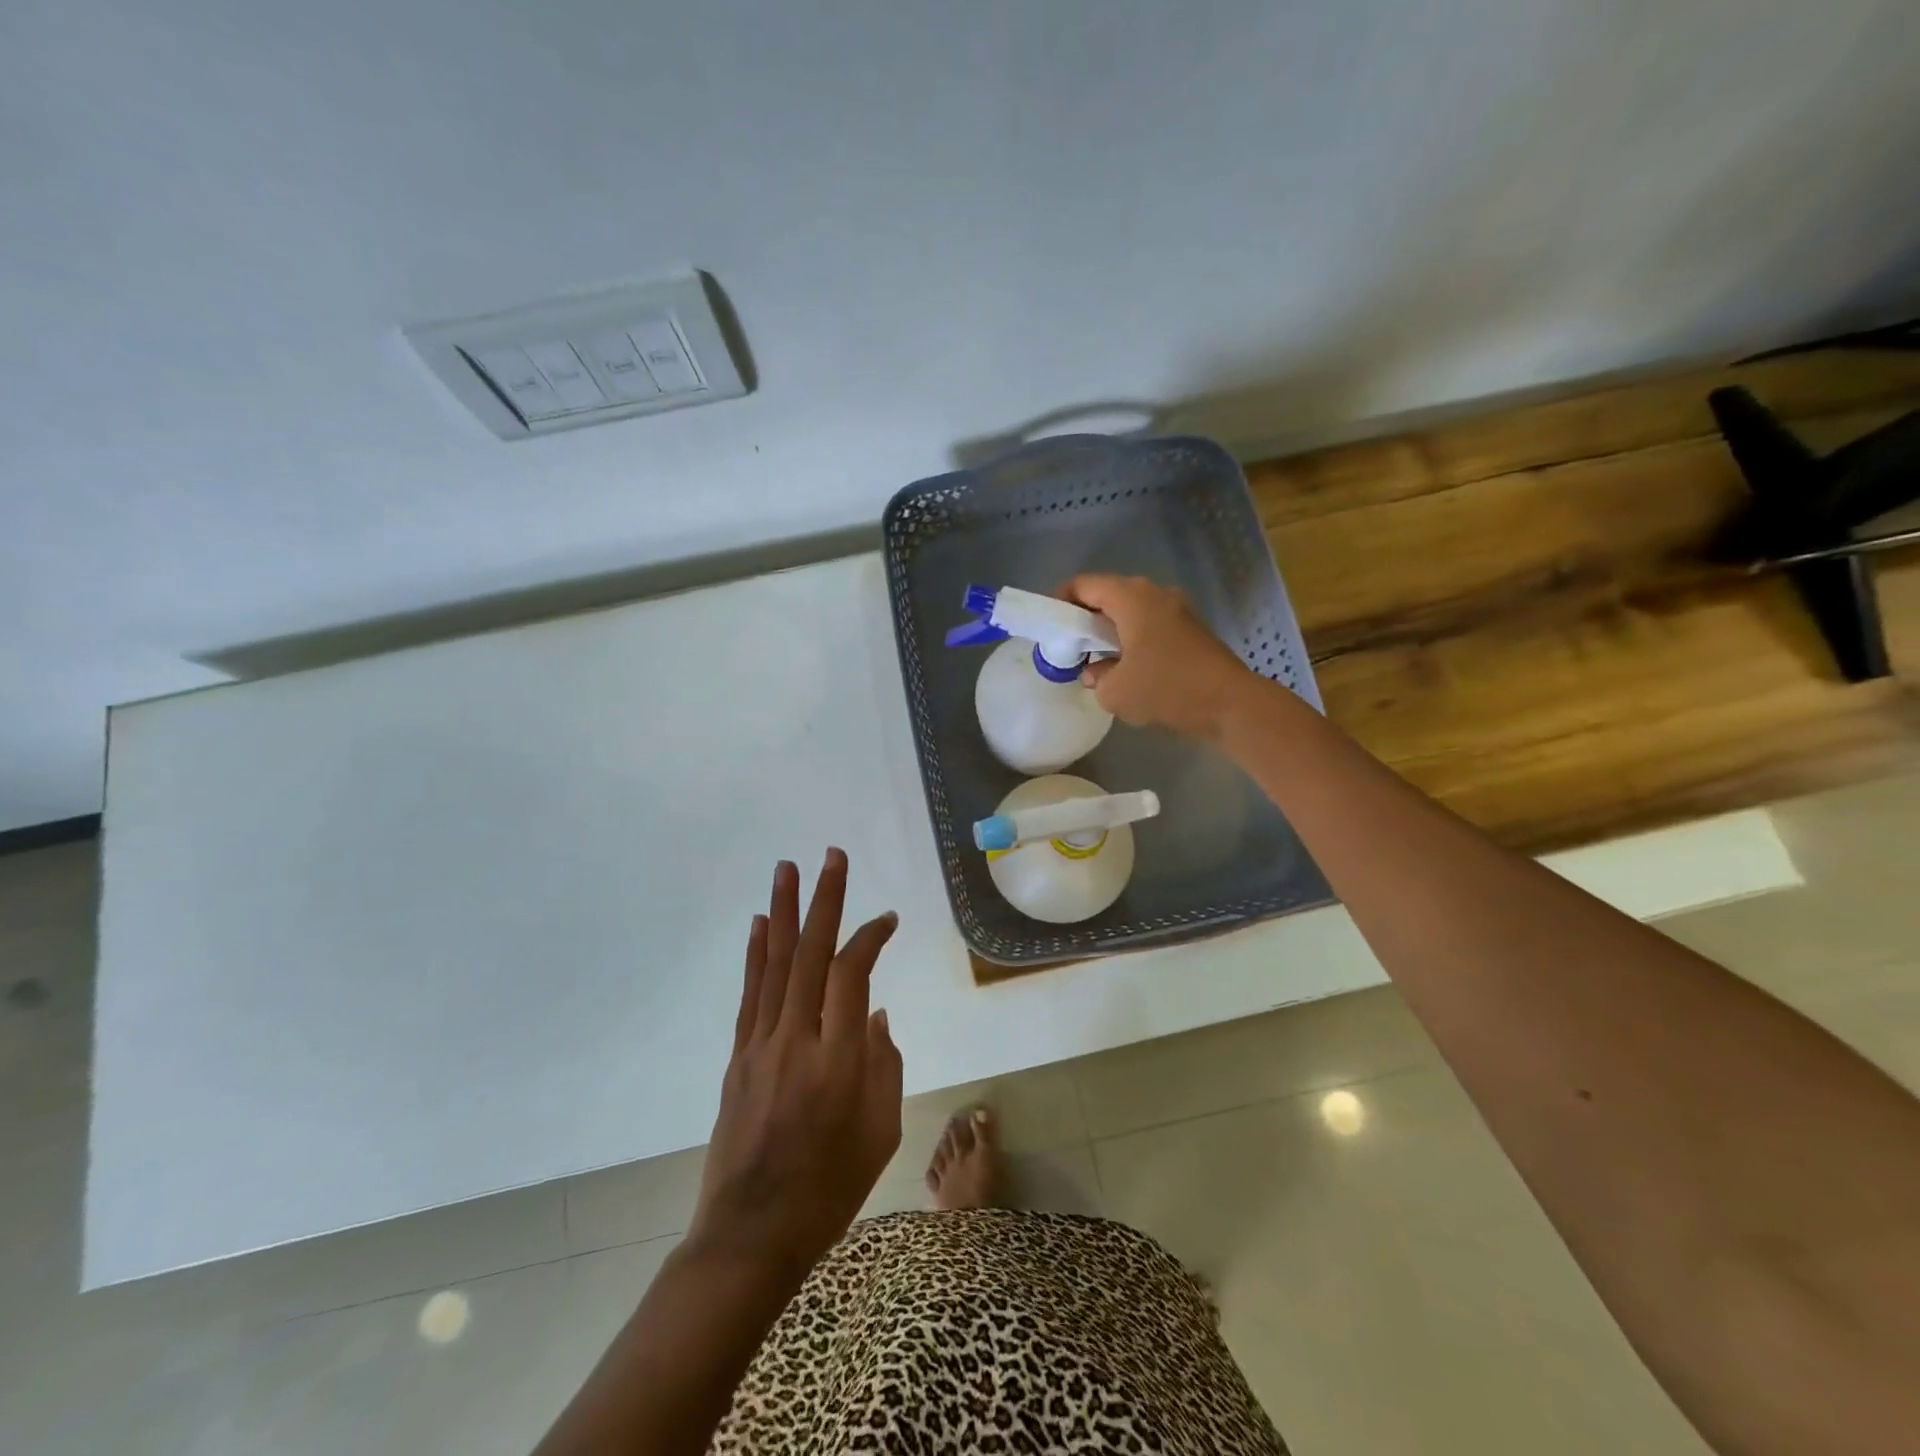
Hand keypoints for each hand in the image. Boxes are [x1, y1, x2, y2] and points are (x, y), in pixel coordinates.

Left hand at [689, 849, 902, 1279]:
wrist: (751, 1235)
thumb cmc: (829, 1190)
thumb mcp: (880, 1131)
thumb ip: (883, 1063)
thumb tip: (875, 1013)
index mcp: (838, 1060)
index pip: (852, 974)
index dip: (870, 937)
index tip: (887, 919)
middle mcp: (796, 1040)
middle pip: (810, 953)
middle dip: (825, 900)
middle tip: (832, 855)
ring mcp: (760, 1045)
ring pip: (774, 963)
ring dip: (783, 911)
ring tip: (786, 867)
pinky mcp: (739, 1056)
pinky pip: (750, 993)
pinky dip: (755, 953)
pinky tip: (759, 923)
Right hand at [1063, 574, 1252, 740]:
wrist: (1230, 704)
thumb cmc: (1166, 689)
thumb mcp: (1114, 692)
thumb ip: (1095, 677)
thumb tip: (1097, 671)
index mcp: (1131, 597)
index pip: (1084, 585)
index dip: (1061, 600)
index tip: (1050, 625)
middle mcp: (1154, 594)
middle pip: (1108, 596)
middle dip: (1085, 619)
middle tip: (1070, 646)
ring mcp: (1177, 609)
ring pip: (1131, 612)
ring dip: (1110, 632)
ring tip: (1097, 661)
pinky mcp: (1191, 629)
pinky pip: (1150, 626)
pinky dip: (1133, 639)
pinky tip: (1128, 669)